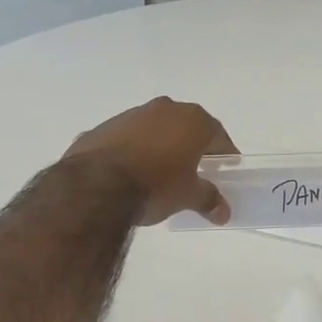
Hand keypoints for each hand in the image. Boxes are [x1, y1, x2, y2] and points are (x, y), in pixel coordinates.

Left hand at [64, 97, 238, 225]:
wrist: (96, 185)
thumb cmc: (155, 185)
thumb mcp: (188, 196)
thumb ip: (208, 199)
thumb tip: (224, 212)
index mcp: (191, 120)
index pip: (217, 134)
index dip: (223, 152)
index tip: (225, 166)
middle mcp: (164, 109)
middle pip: (185, 126)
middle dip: (191, 145)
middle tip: (194, 168)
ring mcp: (131, 115)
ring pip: (154, 128)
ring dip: (160, 145)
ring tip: (159, 172)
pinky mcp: (103, 127)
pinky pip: (127, 138)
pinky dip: (133, 150)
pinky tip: (129, 172)